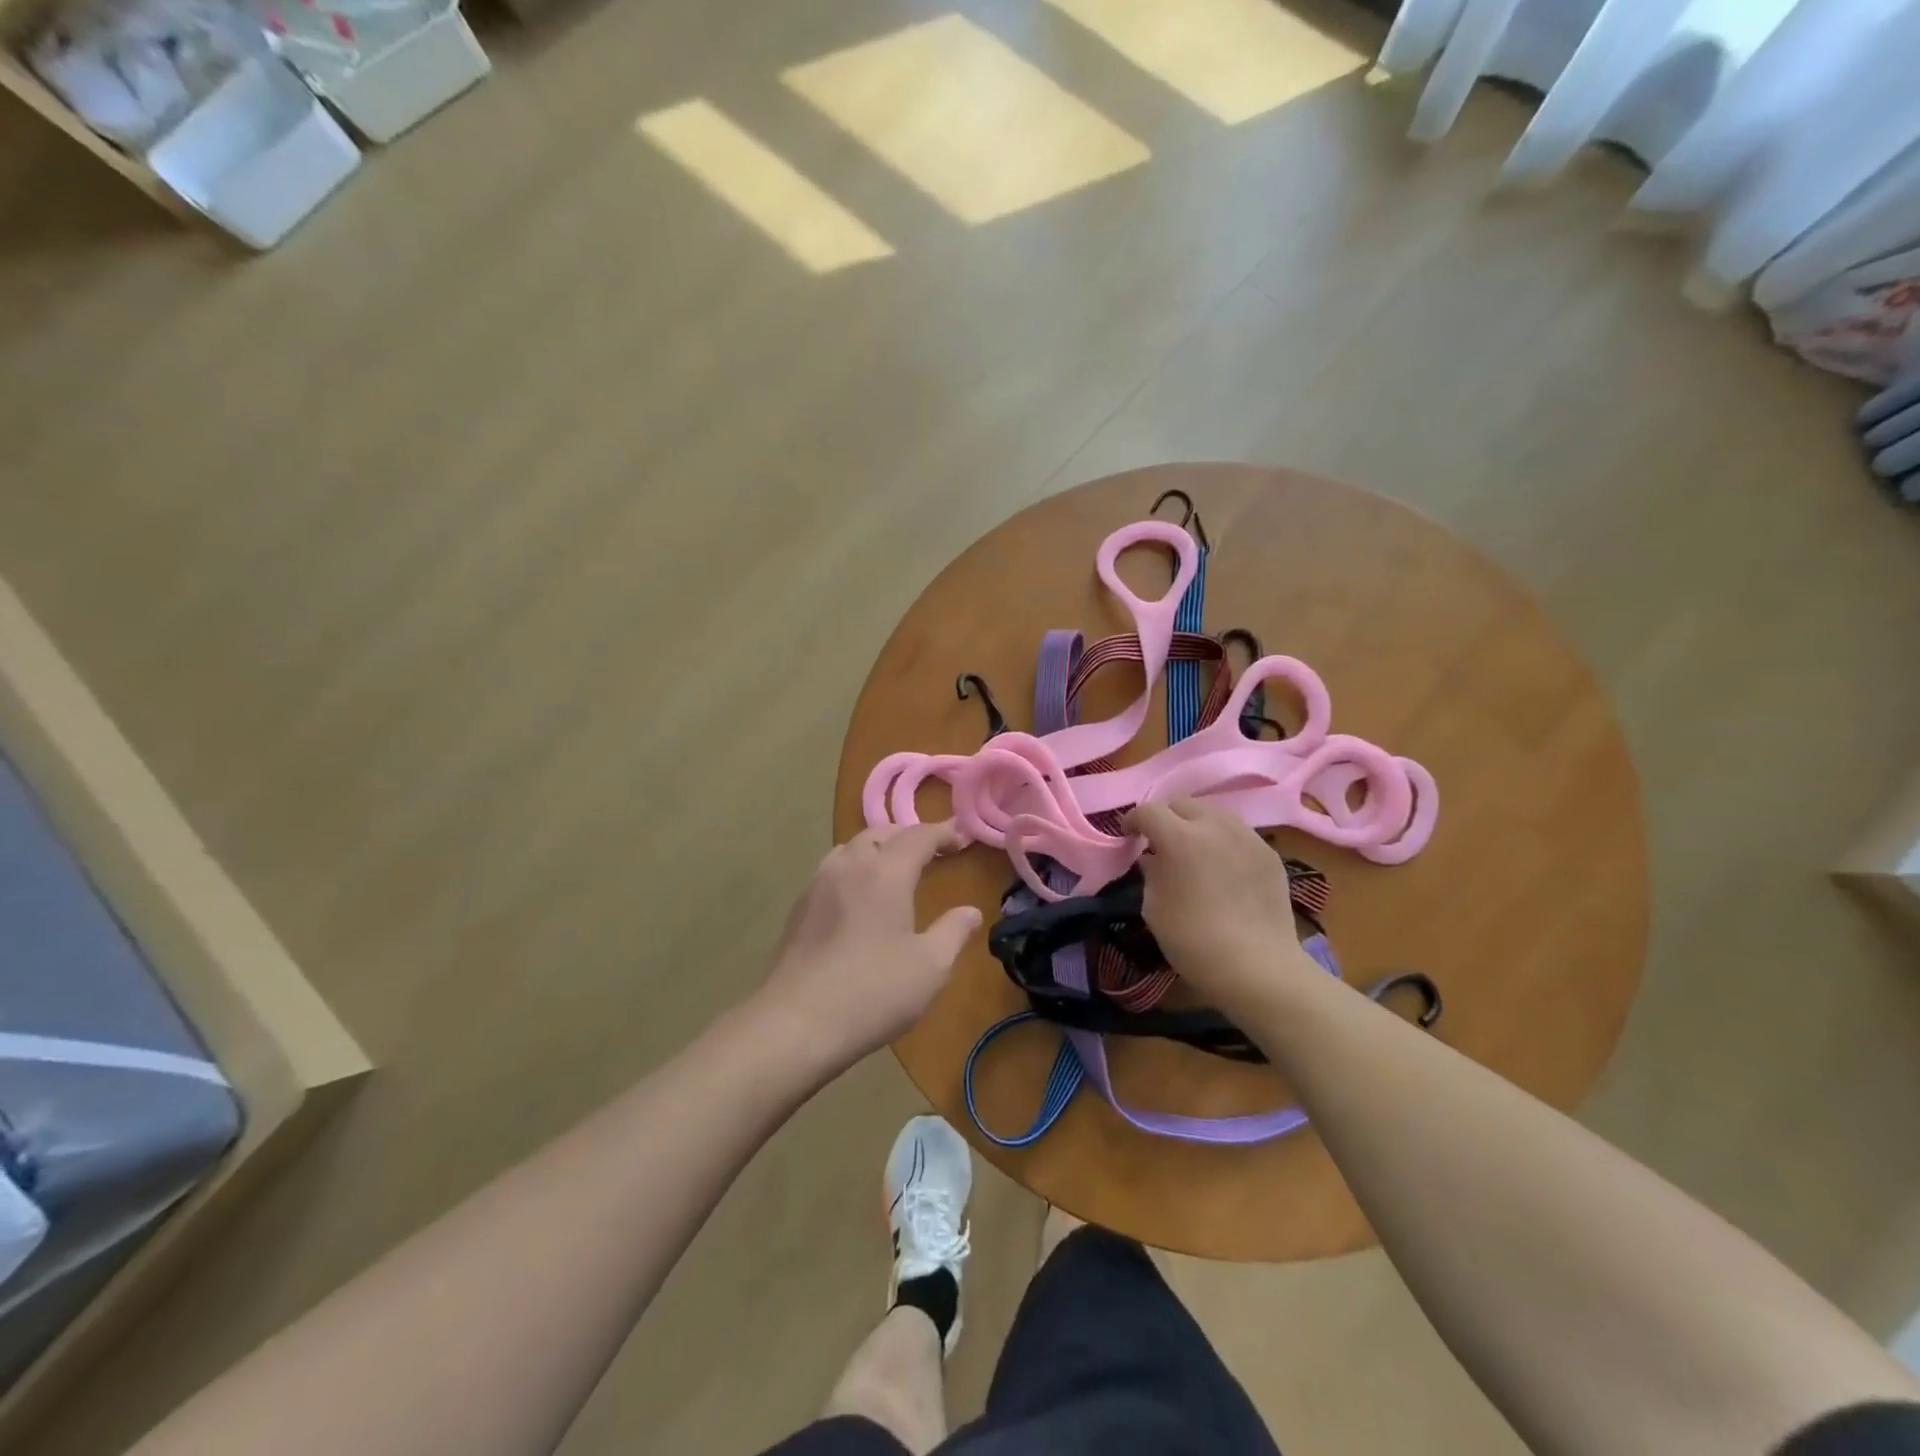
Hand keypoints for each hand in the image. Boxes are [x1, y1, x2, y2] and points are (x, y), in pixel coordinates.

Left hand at [758, 822, 982, 1066]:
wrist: (795, 1023)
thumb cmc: (872, 992)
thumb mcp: (930, 967)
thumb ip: (953, 933)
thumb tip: (970, 912)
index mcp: (885, 872)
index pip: (918, 836)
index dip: (943, 832)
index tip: (962, 838)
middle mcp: (849, 866)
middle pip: (881, 833)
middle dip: (909, 836)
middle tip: (932, 851)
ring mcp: (818, 884)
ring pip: (852, 848)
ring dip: (878, 848)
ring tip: (895, 868)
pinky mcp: (799, 907)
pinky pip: (834, 869)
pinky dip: (856, 868)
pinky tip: (861, 896)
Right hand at [1125, 797, 1316, 1016]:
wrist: (1257, 967)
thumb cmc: (1193, 940)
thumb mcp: (1153, 908)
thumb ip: (1150, 873)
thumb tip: (1153, 858)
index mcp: (1180, 838)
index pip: (1148, 810)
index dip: (1132, 820)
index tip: (1128, 836)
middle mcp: (1215, 826)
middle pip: (1183, 803)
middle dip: (1166, 817)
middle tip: (1160, 841)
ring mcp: (1247, 837)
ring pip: (1214, 813)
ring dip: (1197, 824)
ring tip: (1194, 850)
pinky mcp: (1269, 853)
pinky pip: (1238, 834)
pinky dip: (1223, 841)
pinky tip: (1223, 867)